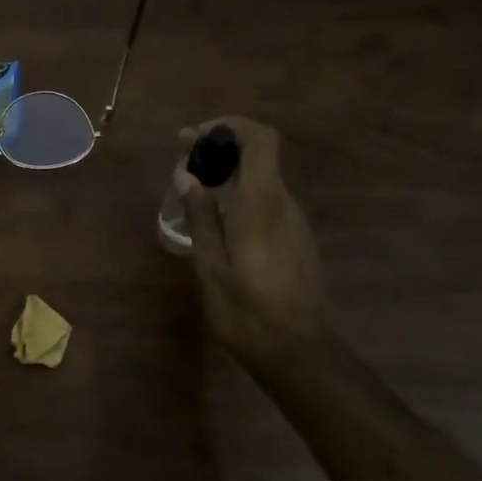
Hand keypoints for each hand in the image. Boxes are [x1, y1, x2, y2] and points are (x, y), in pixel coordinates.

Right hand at [173, 116, 327, 369]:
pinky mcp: (297, 240)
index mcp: (262, 205)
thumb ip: (200, 216)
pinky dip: (242, 195)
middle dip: (221, 149)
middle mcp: (284, 205)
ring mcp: (295, 223)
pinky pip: (268, 202)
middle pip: (260, 156)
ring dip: (230, 173)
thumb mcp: (211, 265)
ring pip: (263, 179)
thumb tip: (185, 174)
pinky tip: (219, 219)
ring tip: (194, 190)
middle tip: (183, 161)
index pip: (261, 140)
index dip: (231, 127)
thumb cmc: (246, 312)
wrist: (297, 354)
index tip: (197, 137)